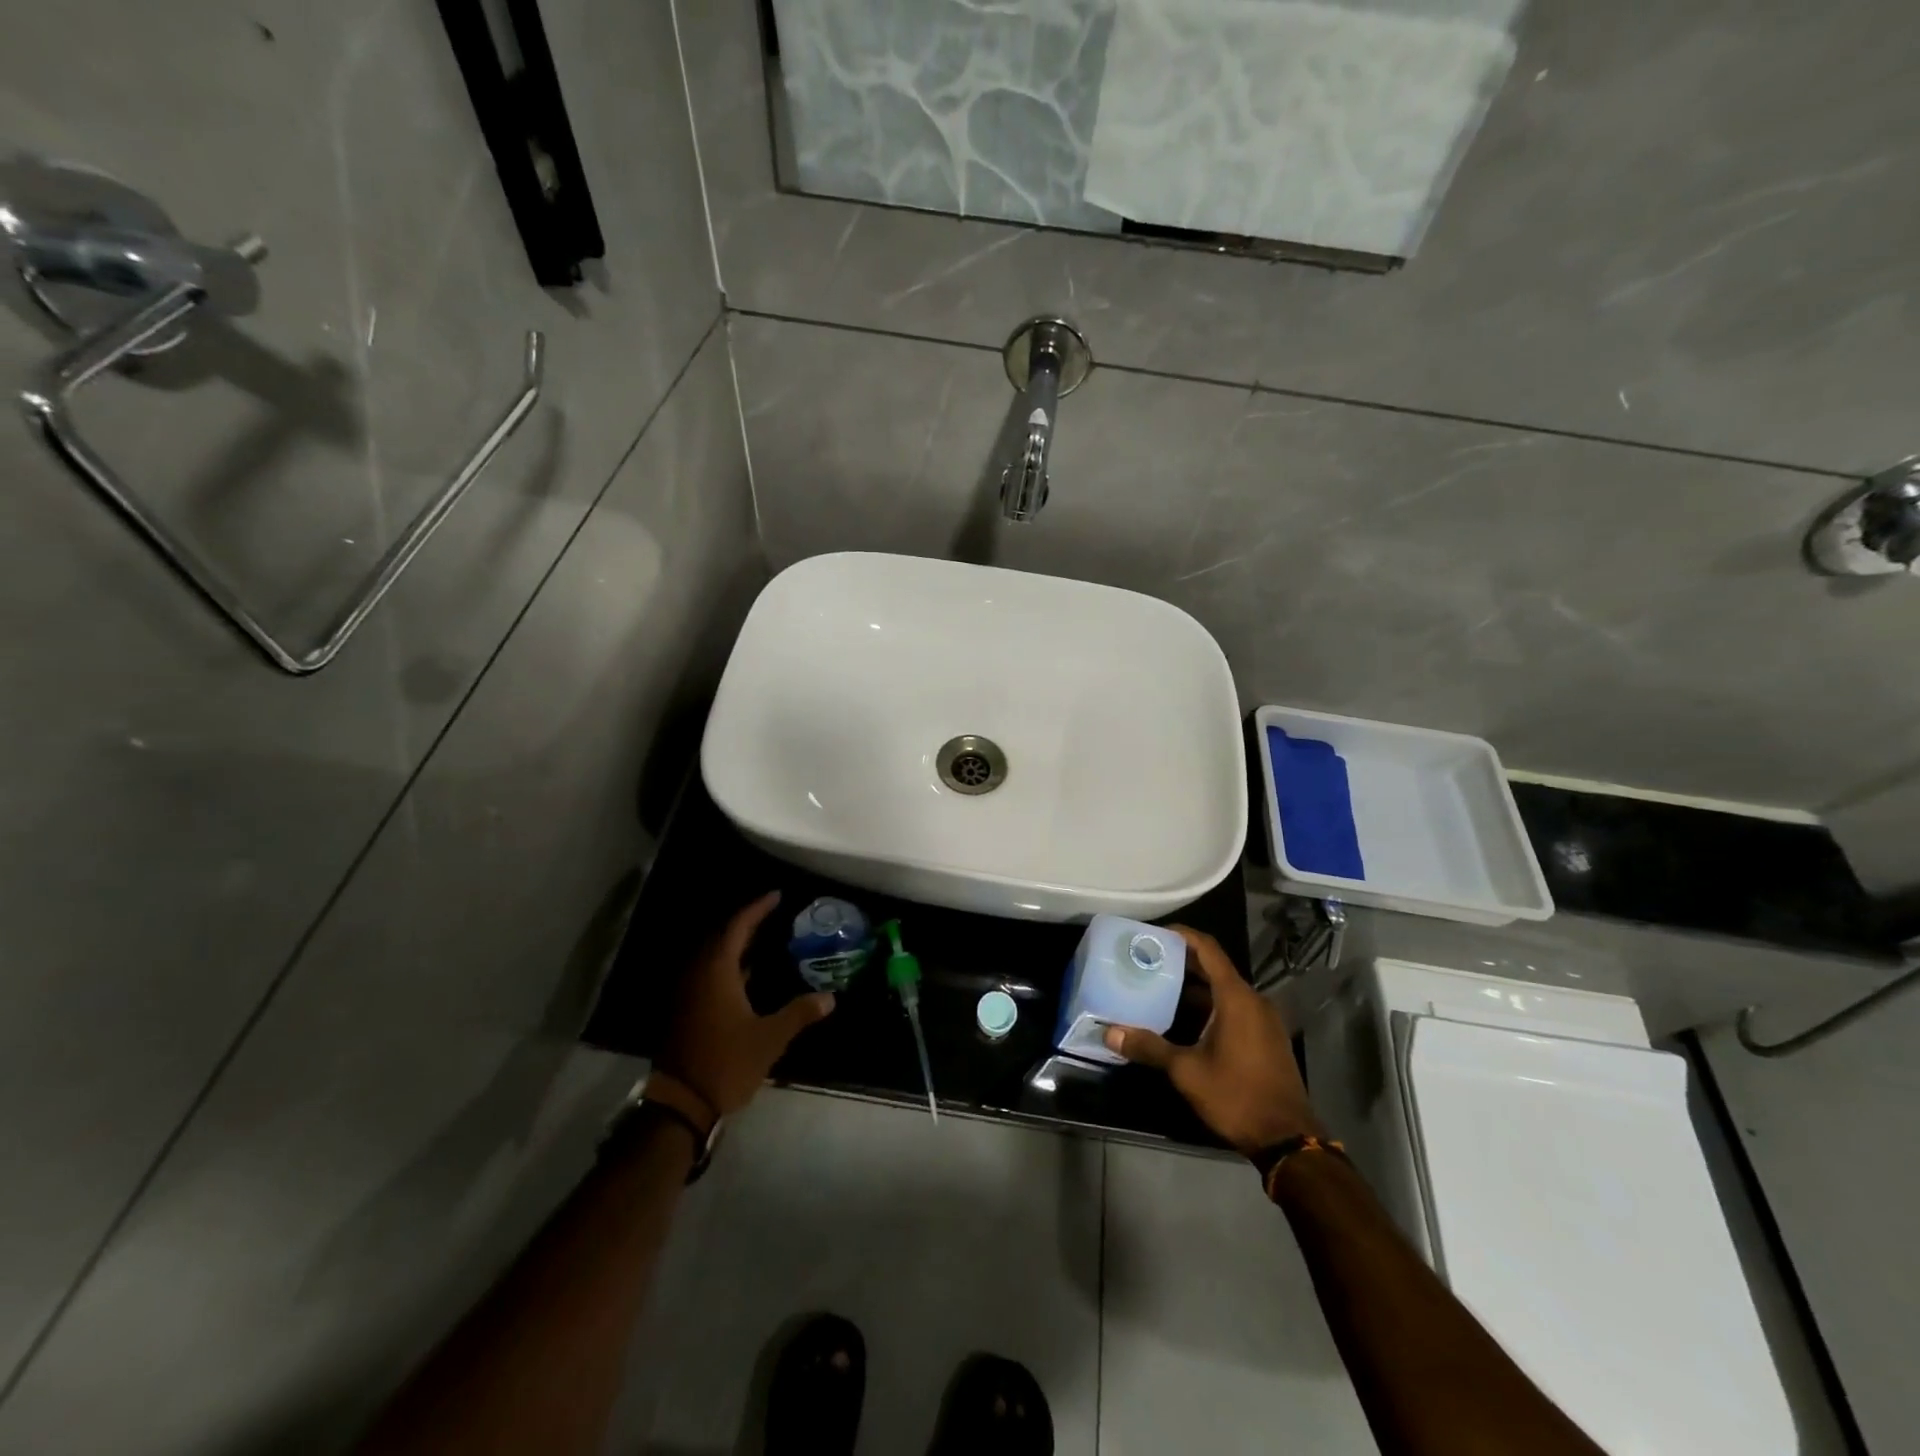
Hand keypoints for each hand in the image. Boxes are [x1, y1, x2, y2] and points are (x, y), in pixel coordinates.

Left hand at [659, 892, 834, 1117]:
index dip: (757, 909)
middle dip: (747, 925)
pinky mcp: (686, 1012)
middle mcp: (698, 976)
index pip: (737, 927)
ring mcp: (689, 994)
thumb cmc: (726, 1062)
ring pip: (714, 959)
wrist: (681, 1104)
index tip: (776, 896)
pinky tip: (749, 976)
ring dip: (738, 947)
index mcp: (716, 972)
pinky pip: (709, 975)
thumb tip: (830, 997)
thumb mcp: (769, 1038)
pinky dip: (730, 967)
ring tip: (766, 940)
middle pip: (723, 939)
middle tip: (773, 915)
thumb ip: (799, 1013)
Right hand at [1104, 925, 1321, 1155]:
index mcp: (1236, 998)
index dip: (1181, 935)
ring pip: (1224, 990)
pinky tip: (1184, 1020)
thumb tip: (1110, 1033)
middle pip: (1215, 967)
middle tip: (1147, 960)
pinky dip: (1209, 1005)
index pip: (1207, 949)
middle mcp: (1253, 1000)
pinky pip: (1234, 1008)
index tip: (1153, 933)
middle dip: (1182, 961)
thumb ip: (1149, 1047)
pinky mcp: (1266, 1038)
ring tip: (1158, 987)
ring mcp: (1263, 1020)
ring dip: (1194, 987)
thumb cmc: (1236, 1095)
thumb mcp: (1186, 1071)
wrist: (1288, 1139)